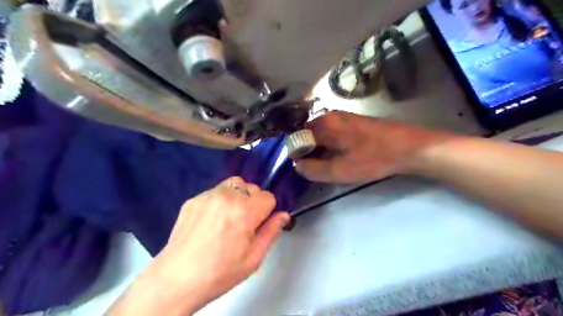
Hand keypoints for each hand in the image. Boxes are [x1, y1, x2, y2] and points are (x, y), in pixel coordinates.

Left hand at [107, 179, 286, 314]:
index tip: (259, 223)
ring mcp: (208, 195)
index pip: (268, 196)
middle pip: (252, 187)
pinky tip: (211, 220)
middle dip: (253, 201)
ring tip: (229, 216)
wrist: (176, 280)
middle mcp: (228, 196)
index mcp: (245, 211)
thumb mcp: (254, 258)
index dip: (267, 210)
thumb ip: (272, 232)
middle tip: (244, 222)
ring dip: (238, 195)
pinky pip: (215, 191)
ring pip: (234, 183)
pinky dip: (219, 200)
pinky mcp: (193, 199)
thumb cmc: (220, 272)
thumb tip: (283, 215)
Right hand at [295, 112, 455, 183]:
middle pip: (307, 134)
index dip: (297, 154)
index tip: (304, 167)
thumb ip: (313, 169)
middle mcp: (328, 116)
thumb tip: (297, 165)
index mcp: (323, 125)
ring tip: (329, 163)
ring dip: (320, 148)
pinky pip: (331, 132)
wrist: (408, 147)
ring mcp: (341, 116)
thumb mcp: (340, 171)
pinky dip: (330, 144)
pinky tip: (341, 154)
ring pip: (320, 133)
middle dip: (308, 151)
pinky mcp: (352, 120)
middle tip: (316, 167)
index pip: (296, 138)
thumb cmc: (372, 158)